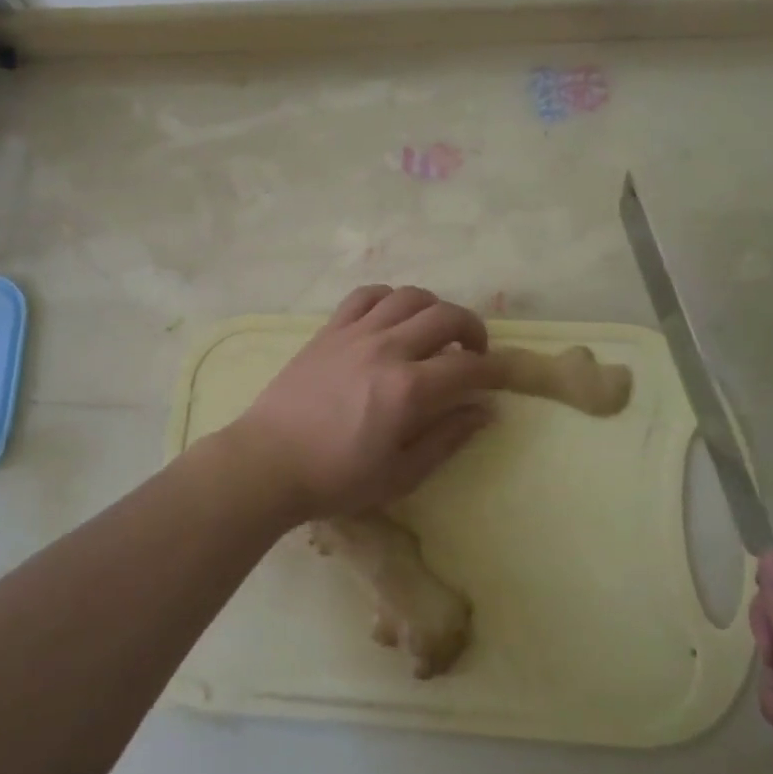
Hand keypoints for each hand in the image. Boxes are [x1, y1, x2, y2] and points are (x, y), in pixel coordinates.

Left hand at [227, 286, 498, 520]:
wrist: (268, 462)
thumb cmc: (336, 478)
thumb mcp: (401, 474)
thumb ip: (447, 438)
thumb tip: (485, 411)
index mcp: (408, 390)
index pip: (468, 367)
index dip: (495, 369)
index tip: (504, 375)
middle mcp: (387, 349)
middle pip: (445, 316)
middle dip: (472, 329)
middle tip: (473, 352)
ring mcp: (355, 333)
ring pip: (409, 296)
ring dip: (433, 308)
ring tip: (434, 331)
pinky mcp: (329, 329)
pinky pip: (366, 295)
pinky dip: (389, 298)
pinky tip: (392, 317)